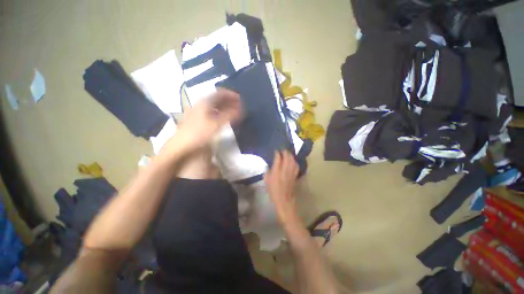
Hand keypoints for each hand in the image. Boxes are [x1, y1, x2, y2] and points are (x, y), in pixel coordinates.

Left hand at [160, 88, 240, 156]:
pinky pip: (212, 111)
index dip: (232, 95)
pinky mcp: (197, 118)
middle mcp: (201, 103)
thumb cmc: (199, 132)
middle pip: (218, 98)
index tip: (241, 99)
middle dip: (229, 101)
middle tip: (239, 106)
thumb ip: (230, 115)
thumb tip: (241, 110)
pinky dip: (220, 112)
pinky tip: (223, 118)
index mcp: (205, 102)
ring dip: (225, 107)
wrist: (181, 144)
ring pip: (214, 105)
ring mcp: (198, 110)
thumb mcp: (217, 124)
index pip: (221, 93)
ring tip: (234, 112)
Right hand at [265, 150, 299, 224]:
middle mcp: (285, 170)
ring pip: (293, 161)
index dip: (277, 153)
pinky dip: (295, 162)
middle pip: (287, 157)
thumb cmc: (273, 192)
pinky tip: (293, 161)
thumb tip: (269, 166)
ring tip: (288, 153)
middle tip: (283, 149)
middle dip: (285, 152)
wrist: (284, 201)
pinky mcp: (295, 176)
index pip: (278, 158)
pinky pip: (296, 166)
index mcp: (276, 172)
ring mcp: (291, 173)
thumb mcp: (267, 182)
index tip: (276, 151)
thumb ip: (267, 172)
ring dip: (291, 155)